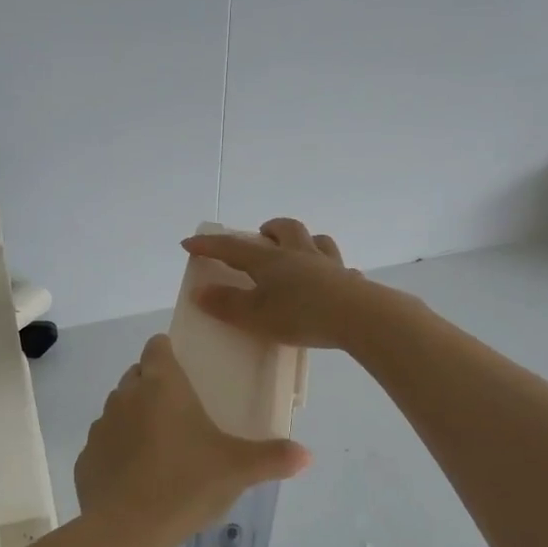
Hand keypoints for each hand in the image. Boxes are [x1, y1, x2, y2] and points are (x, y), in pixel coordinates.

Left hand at [76, 333, 309, 540]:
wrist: (126, 531)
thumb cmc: (186, 485)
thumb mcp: (238, 470)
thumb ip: (273, 458)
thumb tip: (307, 455)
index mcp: (161, 385)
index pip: (157, 346)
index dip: (168, 353)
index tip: (186, 371)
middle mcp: (126, 396)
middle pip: (137, 376)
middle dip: (154, 386)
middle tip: (182, 414)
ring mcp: (100, 427)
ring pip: (118, 409)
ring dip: (135, 418)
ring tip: (161, 448)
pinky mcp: (85, 458)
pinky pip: (104, 444)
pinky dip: (117, 451)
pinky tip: (136, 478)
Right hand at [181, 218, 388, 350]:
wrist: (358, 317)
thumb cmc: (300, 315)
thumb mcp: (255, 316)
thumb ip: (227, 304)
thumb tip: (199, 291)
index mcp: (271, 261)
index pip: (233, 248)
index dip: (210, 245)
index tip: (189, 243)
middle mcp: (300, 254)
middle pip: (285, 228)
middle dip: (269, 229)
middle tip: (260, 236)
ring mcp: (328, 265)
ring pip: (316, 240)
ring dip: (303, 241)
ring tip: (296, 253)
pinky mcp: (350, 281)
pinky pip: (341, 269)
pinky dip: (332, 271)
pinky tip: (331, 282)